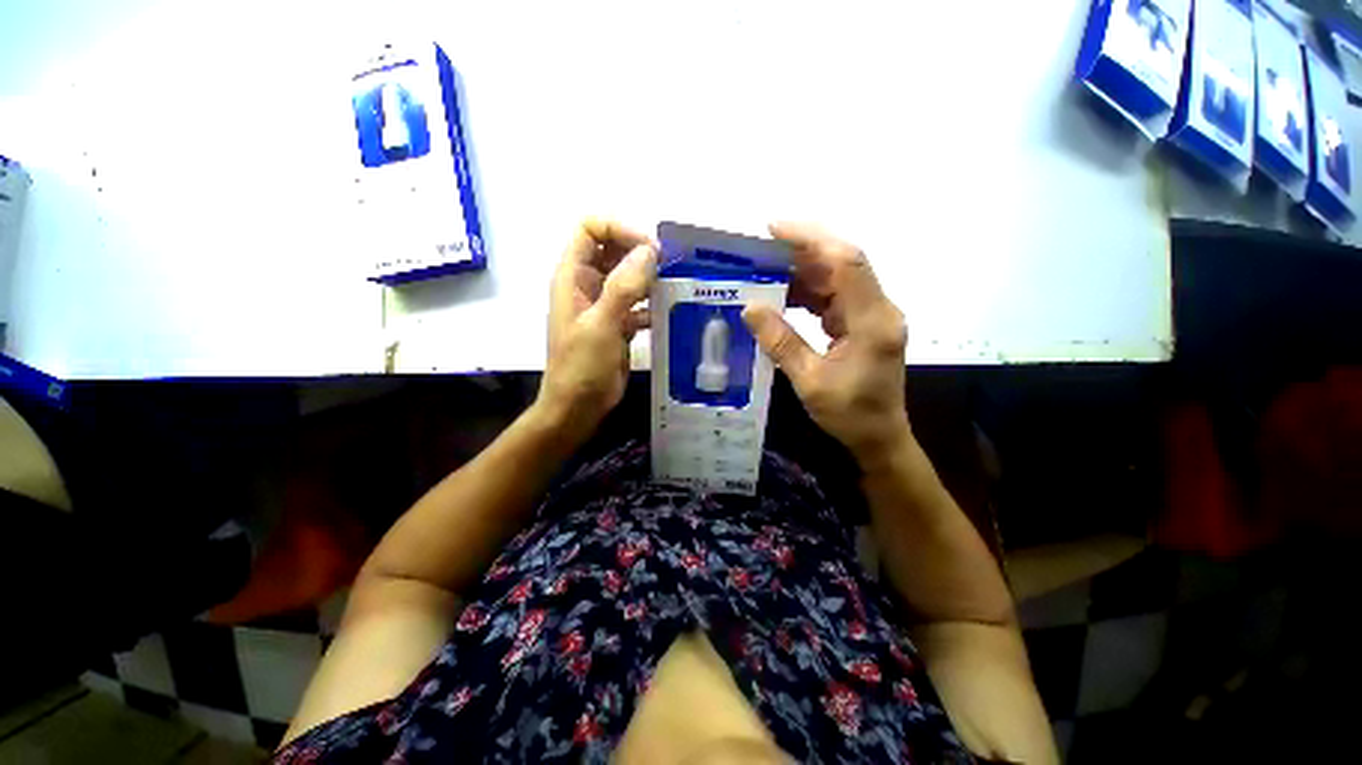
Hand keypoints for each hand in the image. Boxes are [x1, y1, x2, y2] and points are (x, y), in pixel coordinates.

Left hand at [537, 218, 656, 435]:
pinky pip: (637, 302)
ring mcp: (603, 304)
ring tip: (674, 285)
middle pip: (612, 248)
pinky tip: (668, 312)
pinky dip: (652, 303)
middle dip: (639, 251)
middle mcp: (587, 284)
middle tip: (669, 265)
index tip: (649, 247)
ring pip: (628, 275)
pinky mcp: (617, 323)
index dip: (618, 228)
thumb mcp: (601, 325)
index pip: (590, 229)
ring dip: (649, 277)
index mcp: (573, 276)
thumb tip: (649, 250)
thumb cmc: (582, 367)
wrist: (578, 407)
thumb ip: (623, 287)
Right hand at [742, 222, 910, 462]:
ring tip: (764, 273)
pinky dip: (807, 294)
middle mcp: (878, 309)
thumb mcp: (809, 382)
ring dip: (801, 274)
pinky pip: (833, 297)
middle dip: (800, 253)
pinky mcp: (863, 324)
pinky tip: (782, 298)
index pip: (846, 262)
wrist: (880, 437)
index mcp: (872, 321)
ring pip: (836, 279)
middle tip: (759, 253)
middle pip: (841, 264)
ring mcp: (872, 315)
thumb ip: (780, 342)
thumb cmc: (850, 415)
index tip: (774, 230)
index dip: (811, 239)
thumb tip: (750, 307)